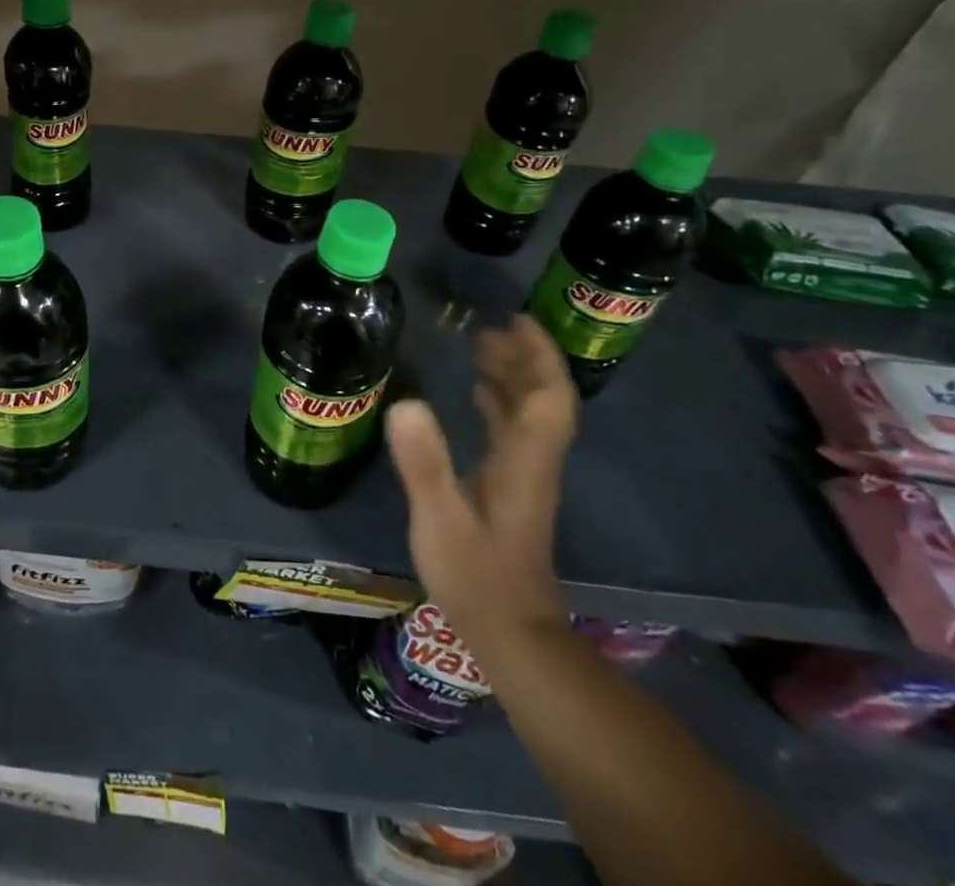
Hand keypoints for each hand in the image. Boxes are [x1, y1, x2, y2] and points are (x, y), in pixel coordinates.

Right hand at [386, 314, 577, 649]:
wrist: (510, 634)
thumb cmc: (476, 575)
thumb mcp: (440, 518)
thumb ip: (424, 462)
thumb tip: (406, 401)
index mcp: (525, 460)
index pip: (548, 397)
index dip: (539, 356)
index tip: (515, 321)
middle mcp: (531, 461)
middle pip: (543, 399)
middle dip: (523, 358)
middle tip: (485, 328)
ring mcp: (523, 476)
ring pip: (529, 414)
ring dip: (512, 377)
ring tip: (479, 347)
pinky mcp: (509, 489)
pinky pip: (512, 430)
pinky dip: (499, 402)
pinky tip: (475, 394)